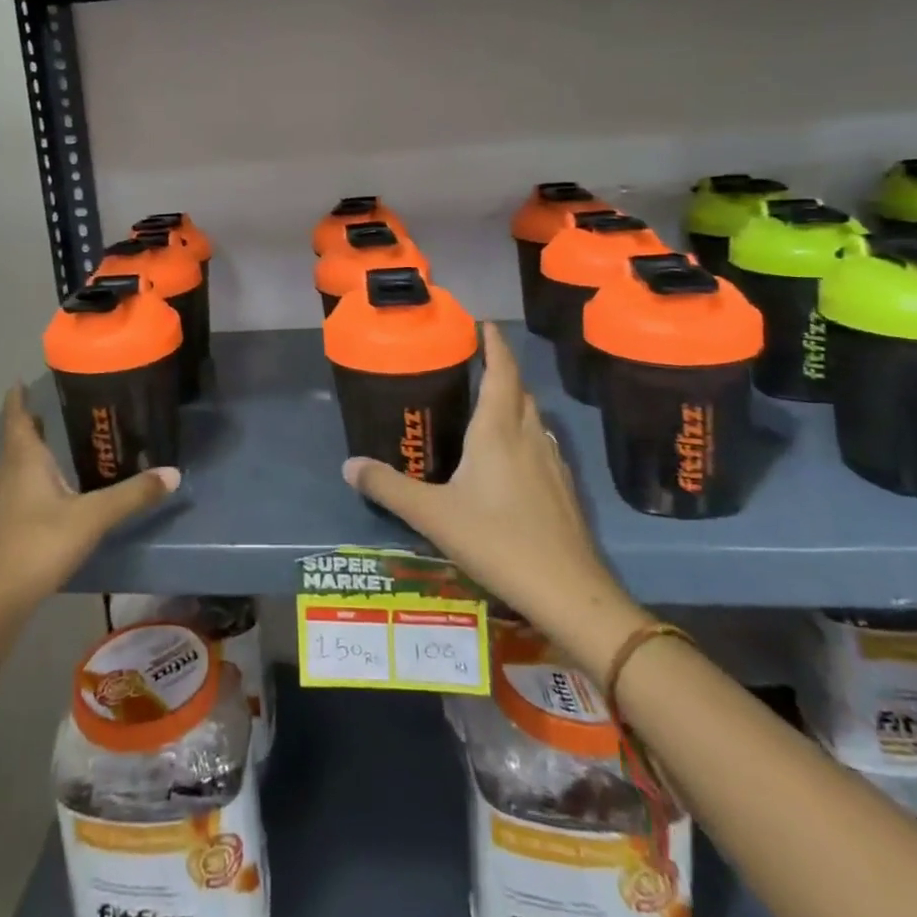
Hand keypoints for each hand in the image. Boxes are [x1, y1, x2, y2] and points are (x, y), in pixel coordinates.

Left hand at [0, 386, 178, 618]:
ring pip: (10, 473)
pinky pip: (7, 500)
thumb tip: (173, 473)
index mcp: (25, 462)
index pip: (18, 418)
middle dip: (29, 428)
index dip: (18, 399)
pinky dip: (22, 491)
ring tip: (48, 457)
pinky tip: (38, 507)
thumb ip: (132, 495)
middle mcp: (4, 477)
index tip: (18, 382)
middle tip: (45, 415)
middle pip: (14, 444)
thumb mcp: (92, 518)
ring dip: (25, 461)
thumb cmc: (39, 545)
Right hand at [342, 323, 642, 673]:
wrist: (568, 593)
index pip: (502, 371)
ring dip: (514, 402)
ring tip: (487, 406)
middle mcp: (528, 437)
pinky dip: (523, 433)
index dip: (494, 344)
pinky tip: (509, 459)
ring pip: (533, 417)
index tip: (483, 324)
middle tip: (474, 364)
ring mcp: (552, 463)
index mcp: (498, 430)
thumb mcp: (433, 515)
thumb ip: (389, 487)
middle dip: (501, 370)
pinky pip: (541, 444)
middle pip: (519, 390)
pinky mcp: (563, 490)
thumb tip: (348, 465)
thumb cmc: (498, 541)